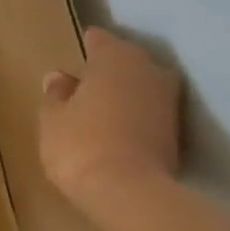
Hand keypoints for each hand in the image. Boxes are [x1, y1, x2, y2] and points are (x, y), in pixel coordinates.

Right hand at [39, 27, 182, 205]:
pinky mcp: (176, 129)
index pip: (101, 40)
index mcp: (114, 60)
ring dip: (125, 89)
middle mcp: (148, 71)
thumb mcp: (52, 118)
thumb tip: (60, 77)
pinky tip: (118, 123)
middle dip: (109, 66)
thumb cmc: (79, 144)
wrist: (128, 190)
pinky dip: (135, 111)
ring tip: (102, 102)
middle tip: (86, 77)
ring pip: (142, 84)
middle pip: (128, 60)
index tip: (80, 45)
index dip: (89, 43)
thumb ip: (57, 94)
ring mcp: (167, 100)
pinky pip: (149, 108)